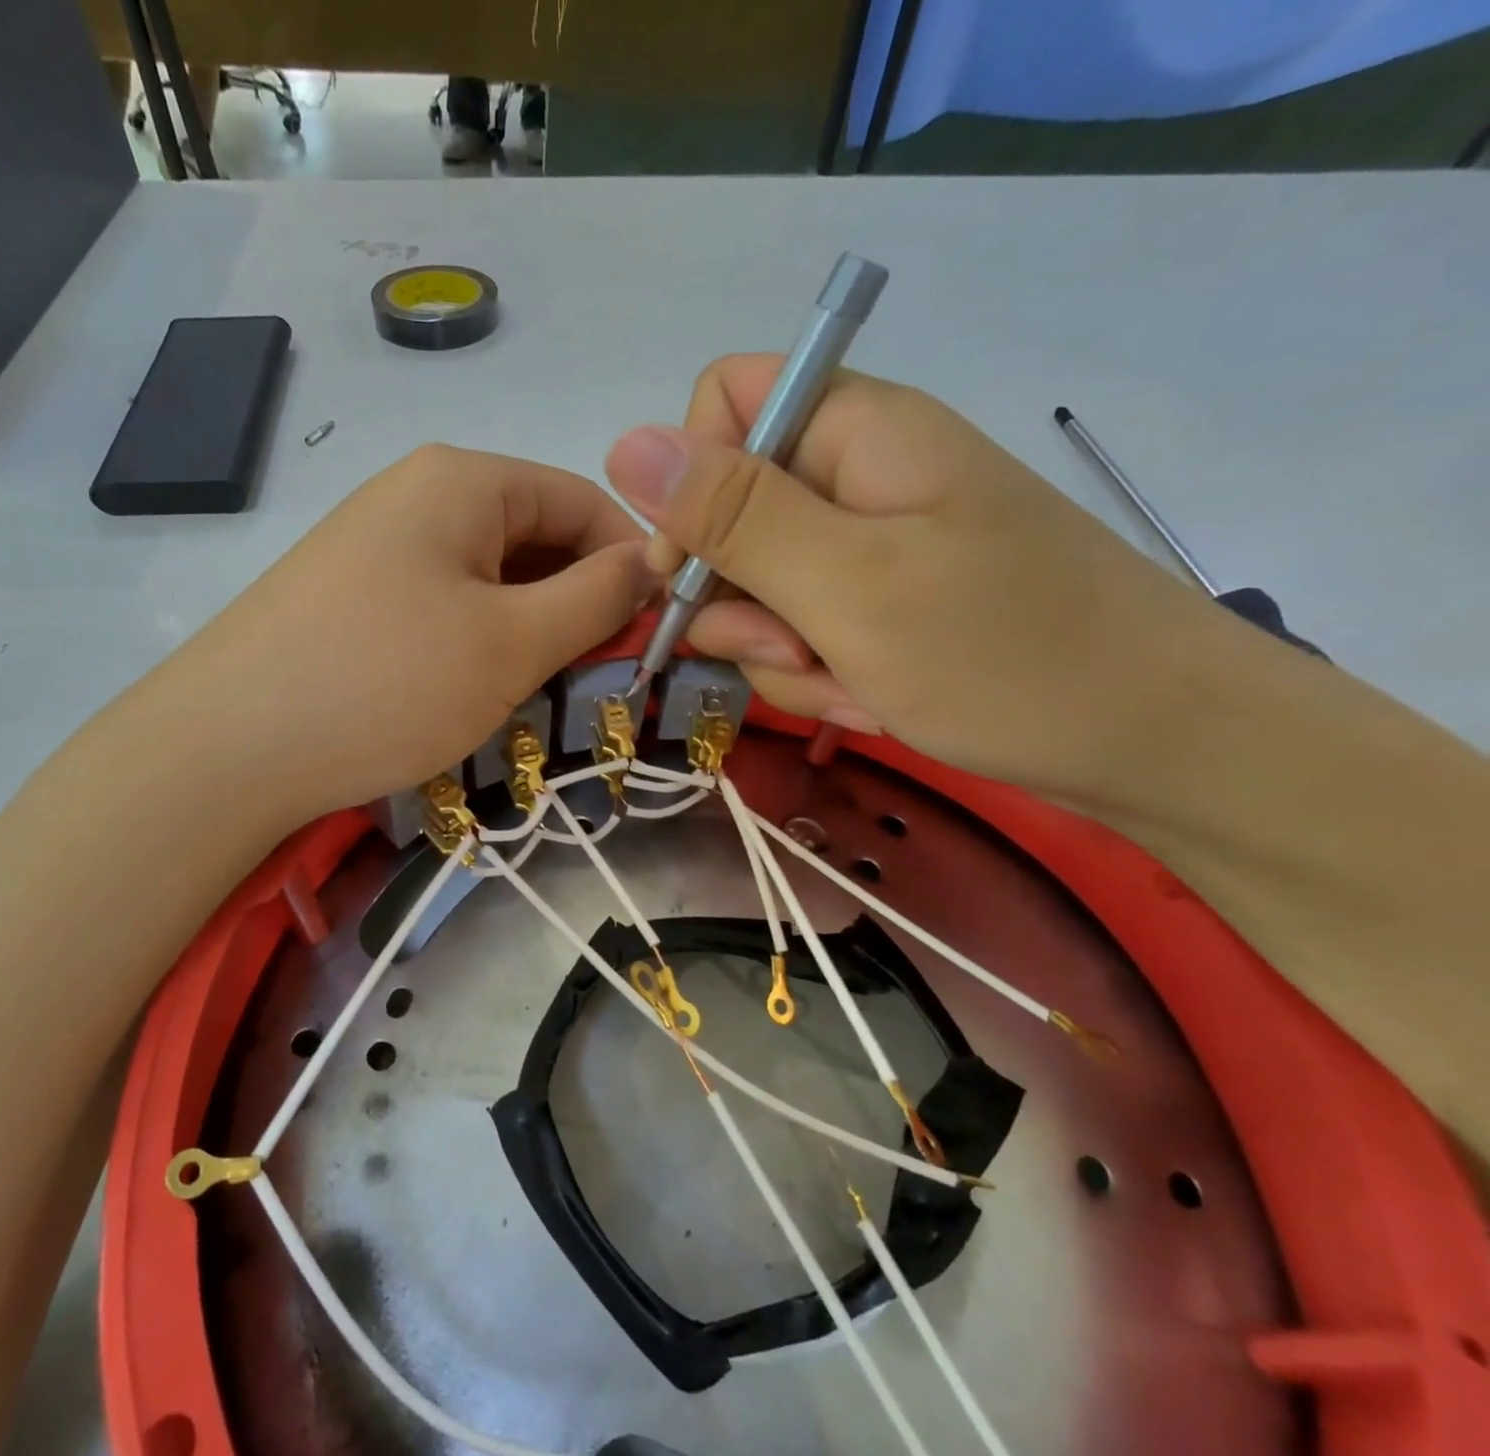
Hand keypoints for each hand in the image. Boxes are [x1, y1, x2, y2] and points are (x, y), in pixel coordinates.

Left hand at [174, 444, 653, 824]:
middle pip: (535, 537)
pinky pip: (444, 606)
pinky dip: (479, 643)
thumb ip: (596, 596)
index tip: (660, 631)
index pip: (583, 500)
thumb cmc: (385, 683)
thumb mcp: (511, 642)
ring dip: (530, 630)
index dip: (632, 561)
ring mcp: (378, 545)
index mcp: (462, 480)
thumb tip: (656, 562)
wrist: (226, 749)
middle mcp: (418, 494)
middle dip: (579, 602)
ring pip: (491, 578)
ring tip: (541, 692)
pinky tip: (477, 691)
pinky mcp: (353, 598)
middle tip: (602, 676)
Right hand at [604, 356, 1238, 799]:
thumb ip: (733, 516)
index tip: (699, 571)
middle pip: (729, 519)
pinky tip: (871, 700)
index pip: (720, 408)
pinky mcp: (882, 604)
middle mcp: (854, 476)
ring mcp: (869, 546)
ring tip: (853, 687)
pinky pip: (802, 633)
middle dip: (742, 602)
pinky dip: (820, 676)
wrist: (1157, 743)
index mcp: (853, 432)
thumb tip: (622, 443)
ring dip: (783, 655)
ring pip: (759, 591)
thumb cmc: (1007, 653)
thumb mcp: (848, 584)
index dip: (690, 488)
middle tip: (796, 651)